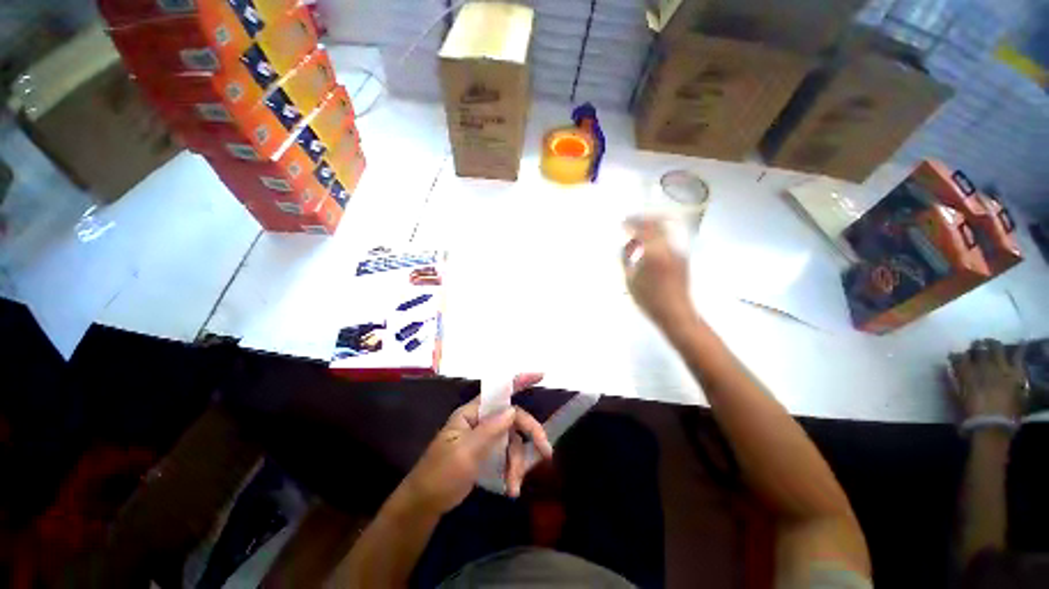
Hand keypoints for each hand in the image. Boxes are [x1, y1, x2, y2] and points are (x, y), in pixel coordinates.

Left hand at [400, 373, 552, 514]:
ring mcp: (485, 438)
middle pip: (512, 419)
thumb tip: (513, 410)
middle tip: (546, 452)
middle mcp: (481, 422)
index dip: (519, 381)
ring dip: (517, 464)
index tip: (541, 375)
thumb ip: (490, 430)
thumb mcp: (465, 453)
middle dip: (529, 435)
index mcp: (471, 414)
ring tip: (514, 487)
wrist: (424, 505)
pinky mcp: (487, 454)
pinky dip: (512, 471)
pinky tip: (511, 488)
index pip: (498, 392)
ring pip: (512, 441)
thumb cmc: (440, 475)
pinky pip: (507, 456)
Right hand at [622, 218, 693, 328]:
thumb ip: (626, 259)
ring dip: (651, 227)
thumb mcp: (629, 280)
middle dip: (643, 220)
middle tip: (631, 222)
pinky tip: (648, 247)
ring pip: (664, 230)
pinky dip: (657, 237)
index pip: (641, 229)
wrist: (675, 312)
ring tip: (639, 233)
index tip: (622, 223)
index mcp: (653, 252)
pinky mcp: (681, 258)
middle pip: (657, 223)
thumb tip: (626, 246)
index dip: (631, 223)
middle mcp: (668, 247)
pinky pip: (668, 240)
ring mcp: (677, 252)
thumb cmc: (648, 299)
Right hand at [949, 339, 1027, 419]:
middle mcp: (983, 368)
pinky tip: (1019, 345)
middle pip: (979, 351)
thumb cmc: (971, 415)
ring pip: (997, 350)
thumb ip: (951, 384)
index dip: (956, 356)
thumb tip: (945, 370)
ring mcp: (1001, 370)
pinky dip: (1018, 351)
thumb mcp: (957, 400)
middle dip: (976, 346)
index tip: (953, 356)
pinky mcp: (1014, 375)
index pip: (959, 358)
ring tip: (990, 342)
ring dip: (993, 344)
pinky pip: (1018, 359)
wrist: (993, 426)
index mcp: (967, 373)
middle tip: (975, 344)